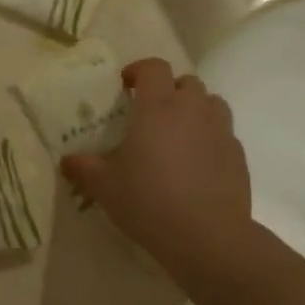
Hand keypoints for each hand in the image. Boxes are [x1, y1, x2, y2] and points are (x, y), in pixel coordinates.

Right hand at [61, 59, 251, 269]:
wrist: (207, 236)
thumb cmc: (149, 202)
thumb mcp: (105, 187)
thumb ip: (84, 168)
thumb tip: (66, 161)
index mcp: (157, 107)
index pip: (153, 67)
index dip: (139, 70)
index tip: (127, 85)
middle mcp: (191, 109)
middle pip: (186, 82)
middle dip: (169, 90)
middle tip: (152, 114)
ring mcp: (220, 130)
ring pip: (211, 103)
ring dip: (195, 109)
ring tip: (179, 133)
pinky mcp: (238, 154)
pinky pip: (224, 133)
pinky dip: (210, 138)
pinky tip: (198, 163)